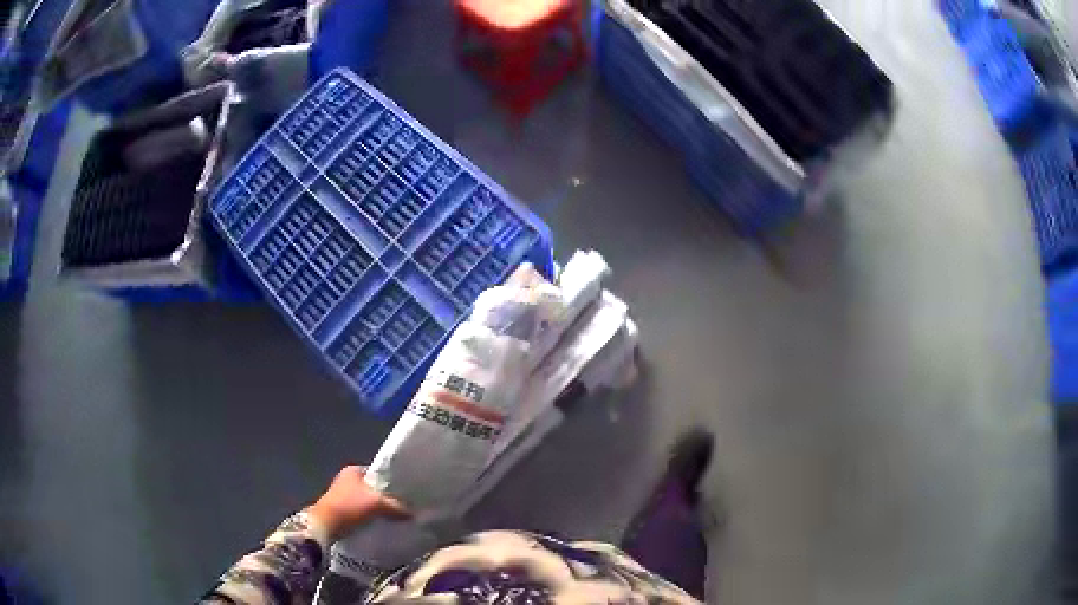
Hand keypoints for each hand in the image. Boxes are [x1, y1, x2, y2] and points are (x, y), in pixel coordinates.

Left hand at [308, 466, 410, 540]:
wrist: (324, 525)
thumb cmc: (349, 507)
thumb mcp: (377, 504)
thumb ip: (396, 506)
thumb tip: (413, 513)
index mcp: (353, 470)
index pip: (378, 472)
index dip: (392, 481)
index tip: (406, 492)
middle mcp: (346, 478)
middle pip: (373, 487)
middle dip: (386, 496)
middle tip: (403, 506)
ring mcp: (342, 494)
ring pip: (367, 500)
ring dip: (378, 508)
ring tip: (395, 517)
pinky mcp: (341, 509)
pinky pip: (361, 511)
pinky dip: (370, 516)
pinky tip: (381, 523)